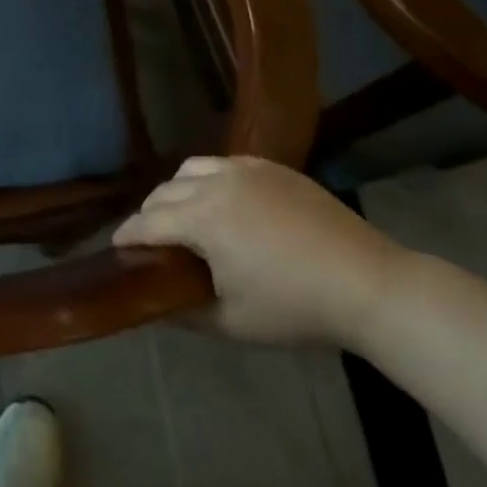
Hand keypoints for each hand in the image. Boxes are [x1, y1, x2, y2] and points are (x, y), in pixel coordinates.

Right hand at [113, 157, 403, 347]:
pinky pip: (225, 163)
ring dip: (176, 190)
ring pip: (191, 169)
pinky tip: (224, 202)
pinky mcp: (273, 168)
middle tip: (152, 241)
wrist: (369, 284)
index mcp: (202, 219)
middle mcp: (216, 184)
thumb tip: (154, 305)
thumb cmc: (296, 308)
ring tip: (185, 215)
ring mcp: (246, 170)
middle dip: (150, 214)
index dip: (127, 236)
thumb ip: (184, 313)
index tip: (117, 247)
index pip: (148, 223)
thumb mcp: (232, 323)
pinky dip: (210, 179)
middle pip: (164, 191)